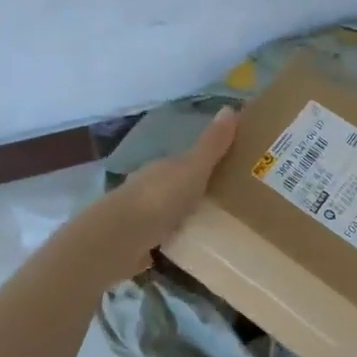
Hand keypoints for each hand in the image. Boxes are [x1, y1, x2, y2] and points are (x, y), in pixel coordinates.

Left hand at [105, 108, 237, 268]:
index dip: (210, 162)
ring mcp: (143, 217)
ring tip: (222, 229)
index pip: (189, 160)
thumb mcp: (193, 168)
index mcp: (164, 167)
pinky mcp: (140, 245)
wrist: (120, 239)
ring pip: (173, 213)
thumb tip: (230, 107)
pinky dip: (179, 240)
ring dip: (190, 217)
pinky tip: (196, 249)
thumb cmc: (160, 197)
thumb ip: (212, 144)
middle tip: (236, 202)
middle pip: (181, 186)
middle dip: (201, 192)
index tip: (235, 170)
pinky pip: (166, 239)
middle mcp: (151, 187)